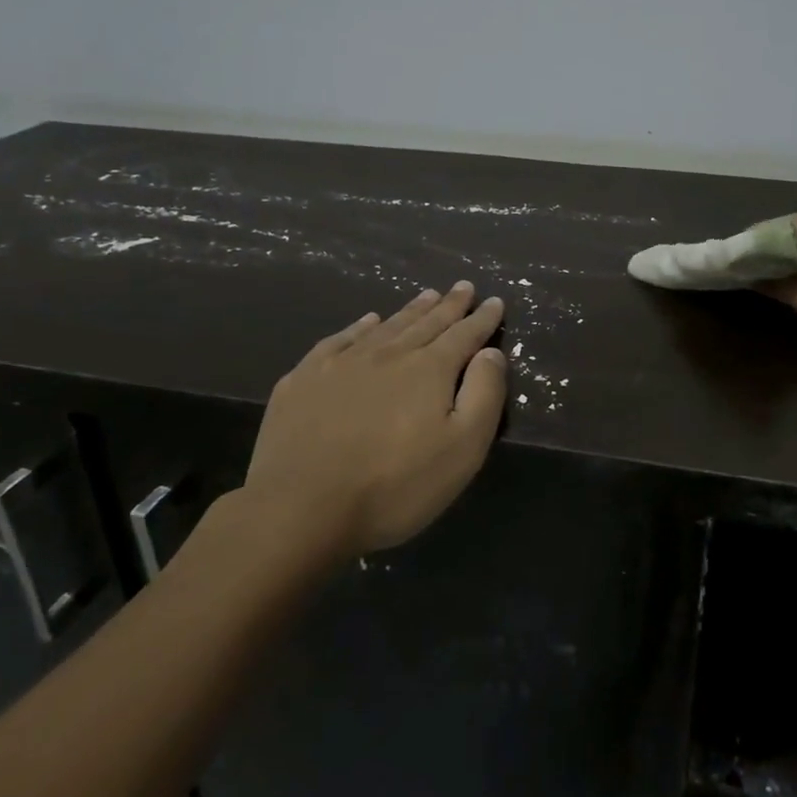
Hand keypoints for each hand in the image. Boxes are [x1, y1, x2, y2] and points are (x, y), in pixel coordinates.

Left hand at [243, 282, 507, 554]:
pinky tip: (367, 321)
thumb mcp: (462, 449)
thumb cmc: (395, 486)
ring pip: (386, 326)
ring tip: (427, 295)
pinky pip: (340, 339)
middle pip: (426, 323)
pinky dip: (360, 326)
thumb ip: (483, 395)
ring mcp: (342, 363)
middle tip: (463, 287)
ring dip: (411, 310)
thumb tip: (490, 353)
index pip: (464, 335)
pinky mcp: (305, 379)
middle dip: (450, 305)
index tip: (495, 300)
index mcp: (429, 370)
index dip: (482, 318)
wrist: (301, 508)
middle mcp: (389, 354)